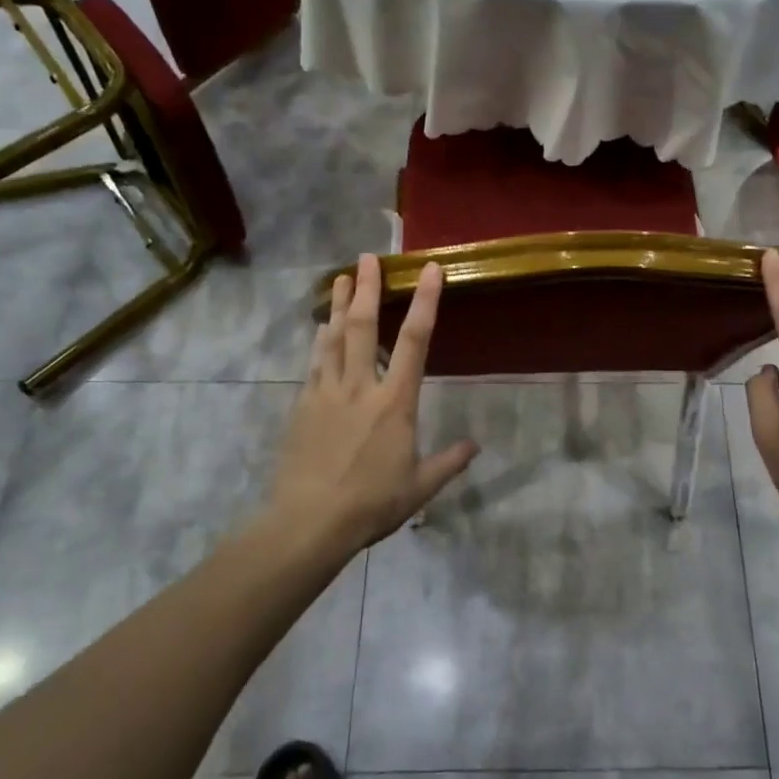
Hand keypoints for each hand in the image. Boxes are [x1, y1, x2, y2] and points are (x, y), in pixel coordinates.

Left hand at [263, 255, 478, 561]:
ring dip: (339, 305)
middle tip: (368, 256)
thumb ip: (449, 462)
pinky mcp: (304, 405)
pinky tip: (320, 328)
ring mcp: (327, 393)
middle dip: (368, 288)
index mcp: (395, 402)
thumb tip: (474, 446)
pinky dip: (320, 340)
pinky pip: (315, 363)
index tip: (431, 270)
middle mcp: (361, 387)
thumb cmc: (371, 503)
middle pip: (363, 326)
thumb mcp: (420, 487)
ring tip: (342, 278)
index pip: (415, 341)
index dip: (426, 302)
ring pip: (333, 338)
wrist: (309, 521)